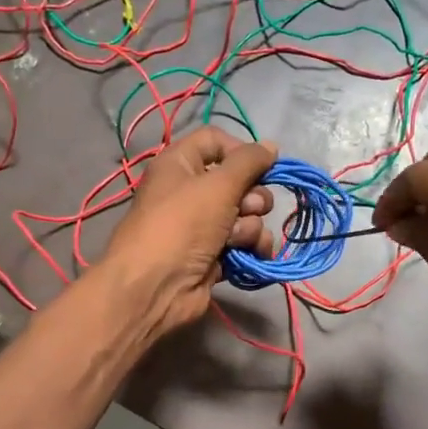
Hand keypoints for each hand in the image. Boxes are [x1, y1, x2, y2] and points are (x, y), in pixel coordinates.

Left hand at [101, 127, 276, 335]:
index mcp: (180, 164)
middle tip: (248, 208)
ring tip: (237, 240)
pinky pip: (243, 242)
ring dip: (251, 226)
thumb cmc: (182, 224)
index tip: (263, 165)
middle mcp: (190, 191)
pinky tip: (254, 256)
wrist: (156, 287)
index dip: (241, 150)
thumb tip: (271, 145)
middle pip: (238, 181)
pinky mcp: (213, 255)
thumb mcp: (218, 185)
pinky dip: (251, 248)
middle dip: (252, 196)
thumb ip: (249, 162)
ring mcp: (202, 226)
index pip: (215, 141)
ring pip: (246, 214)